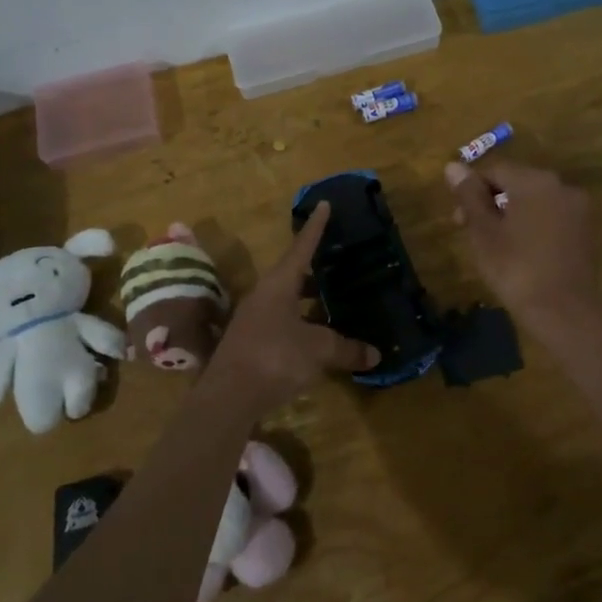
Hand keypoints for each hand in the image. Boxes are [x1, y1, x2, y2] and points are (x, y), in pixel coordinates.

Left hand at [204, 202, 380, 400]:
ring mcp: (253, 321)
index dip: (315, 227)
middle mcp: (263, 296)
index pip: (301, 248)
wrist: (227, 397)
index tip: (323, 204)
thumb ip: (345, 349)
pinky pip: (281, 324)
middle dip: (314, 269)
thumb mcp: (317, 350)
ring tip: (332, 302)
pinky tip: (315, 338)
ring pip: (286, 302)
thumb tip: (374, 354)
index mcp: (278, 285)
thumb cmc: (274, 358)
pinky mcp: (250, 344)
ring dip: (307, 300)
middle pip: (292, 275)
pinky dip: (300, 325)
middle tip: (337, 262)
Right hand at [445, 160, 601, 329]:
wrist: (564, 313)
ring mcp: (577, 209)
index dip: (472, 190)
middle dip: (491, 202)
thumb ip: (469, 196)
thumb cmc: (516, 269)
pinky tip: (520, 251)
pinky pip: (550, 217)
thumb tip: (453, 166)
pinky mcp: (584, 231)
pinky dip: (532, 226)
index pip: (495, 170)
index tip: (458, 219)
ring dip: (510, 214)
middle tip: (471, 233)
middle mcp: (560, 186)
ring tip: (494, 245)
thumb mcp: (484, 232)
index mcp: (534, 181)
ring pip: (534, 201)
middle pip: (516, 183)